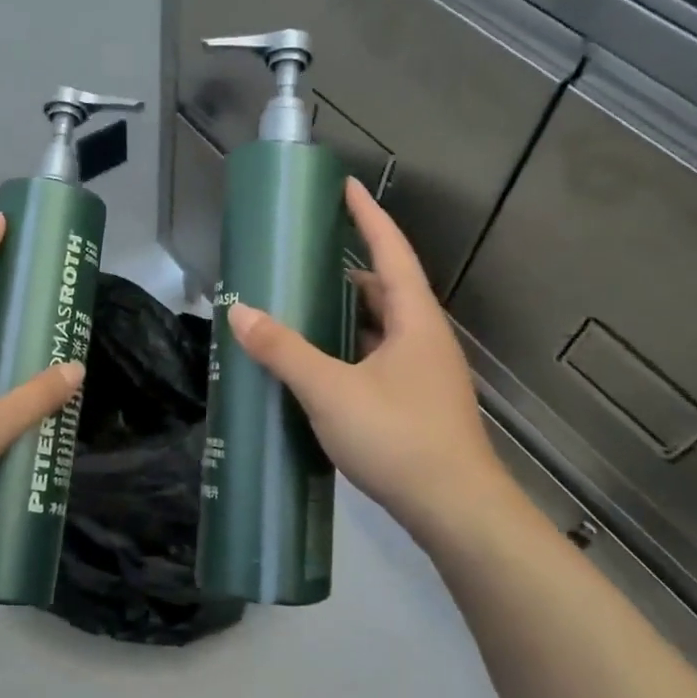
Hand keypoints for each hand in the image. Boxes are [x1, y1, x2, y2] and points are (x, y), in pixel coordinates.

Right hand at [226, 178, 509, 549]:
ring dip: (348, 313)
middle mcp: (425, 338)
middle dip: (348, 268)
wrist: (457, 511)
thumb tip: (240, 313)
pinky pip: (380, 358)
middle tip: (305, 258)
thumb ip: (285, 351)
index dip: (367, 215)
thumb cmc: (398, 438)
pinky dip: (350, 349)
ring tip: (304, 308)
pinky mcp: (418, 403)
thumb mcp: (331, 391)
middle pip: (386, 288)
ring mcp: (425, 373)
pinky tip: (322, 366)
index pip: (390, 250)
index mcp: (414, 319)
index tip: (345, 186)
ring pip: (383, 327)